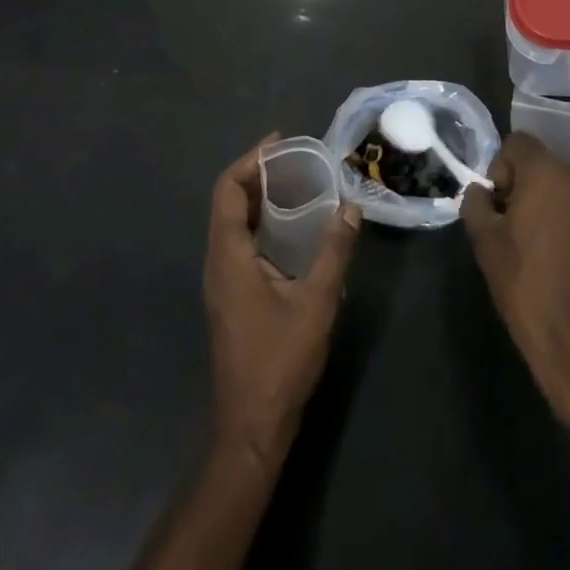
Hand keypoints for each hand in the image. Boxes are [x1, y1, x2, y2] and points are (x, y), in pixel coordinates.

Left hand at [204, 134, 360, 468]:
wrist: (252, 427)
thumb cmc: (280, 360)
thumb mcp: (316, 301)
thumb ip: (334, 250)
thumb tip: (352, 206)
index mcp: (228, 255)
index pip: (227, 189)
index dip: (250, 160)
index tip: (281, 143)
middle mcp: (217, 262)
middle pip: (228, 201)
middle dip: (258, 174)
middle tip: (297, 159)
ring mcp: (221, 282)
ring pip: (233, 223)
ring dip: (260, 198)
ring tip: (298, 183)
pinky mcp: (231, 296)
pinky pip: (240, 242)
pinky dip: (261, 222)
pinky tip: (292, 228)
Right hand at [461, 132, 569, 428]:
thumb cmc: (525, 284)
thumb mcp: (485, 241)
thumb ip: (477, 204)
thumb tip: (481, 193)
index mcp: (547, 172)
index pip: (517, 143)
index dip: (499, 168)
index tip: (496, 205)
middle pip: (541, 163)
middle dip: (522, 185)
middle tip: (510, 225)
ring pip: (563, 187)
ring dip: (546, 203)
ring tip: (534, 243)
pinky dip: (567, 221)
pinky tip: (558, 258)